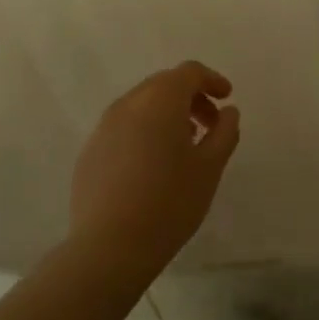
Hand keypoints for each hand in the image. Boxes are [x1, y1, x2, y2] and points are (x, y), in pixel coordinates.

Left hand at [70, 62, 240, 273]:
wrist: (110, 246)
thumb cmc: (170, 202)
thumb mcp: (210, 167)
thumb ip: (225, 132)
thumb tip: (228, 112)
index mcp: (160, 101)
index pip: (189, 72)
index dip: (211, 80)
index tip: (226, 99)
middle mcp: (128, 105)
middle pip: (163, 84)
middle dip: (190, 97)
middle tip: (210, 124)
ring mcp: (103, 128)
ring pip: (141, 106)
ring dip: (166, 114)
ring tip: (184, 146)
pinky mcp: (90, 152)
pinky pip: (123, 128)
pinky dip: (144, 132)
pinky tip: (154, 166)